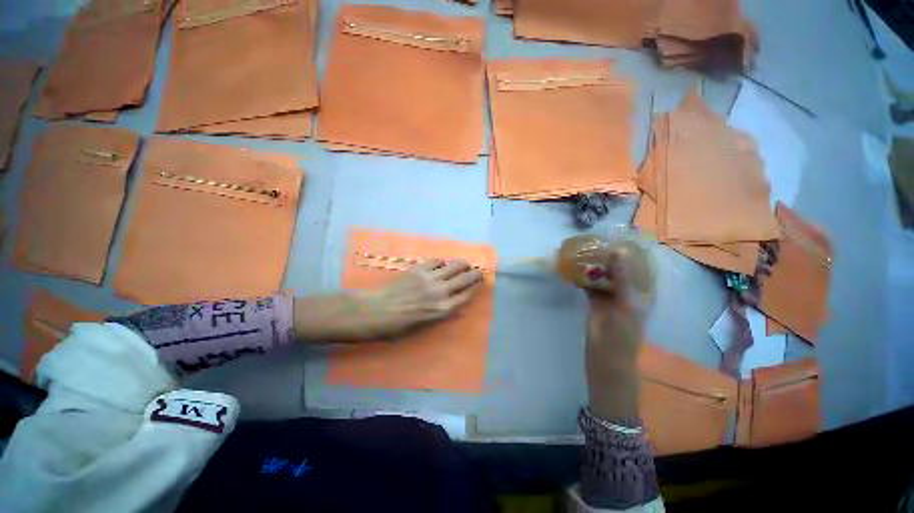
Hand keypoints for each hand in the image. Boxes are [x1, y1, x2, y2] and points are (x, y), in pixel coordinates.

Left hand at [350, 260, 483, 339]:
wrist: (376, 312)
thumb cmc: (399, 326)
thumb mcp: (425, 326)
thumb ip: (443, 313)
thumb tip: (455, 305)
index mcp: (443, 310)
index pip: (468, 294)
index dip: (476, 286)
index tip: (481, 281)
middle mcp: (441, 292)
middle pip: (466, 277)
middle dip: (475, 273)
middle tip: (476, 272)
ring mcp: (430, 278)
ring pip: (455, 265)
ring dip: (462, 264)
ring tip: (463, 265)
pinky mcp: (419, 269)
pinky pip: (437, 261)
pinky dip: (442, 262)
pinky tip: (440, 266)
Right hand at [584, 240, 654, 420]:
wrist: (606, 355)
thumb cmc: (623, 333)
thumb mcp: (627, 303)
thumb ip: (623, 278)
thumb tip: (617, 251)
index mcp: (642, 289)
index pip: (639, 263)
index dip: (629, 249)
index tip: (615, 235)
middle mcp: (627, 289)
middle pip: (618, 266)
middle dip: (606, 253)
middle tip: (592, 240)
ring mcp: (610, 293)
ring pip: (602, 273)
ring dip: (593, 263)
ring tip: (581, 249)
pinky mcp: (595, 299)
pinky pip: (589, 282)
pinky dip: (582, 275)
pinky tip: (573, 266)